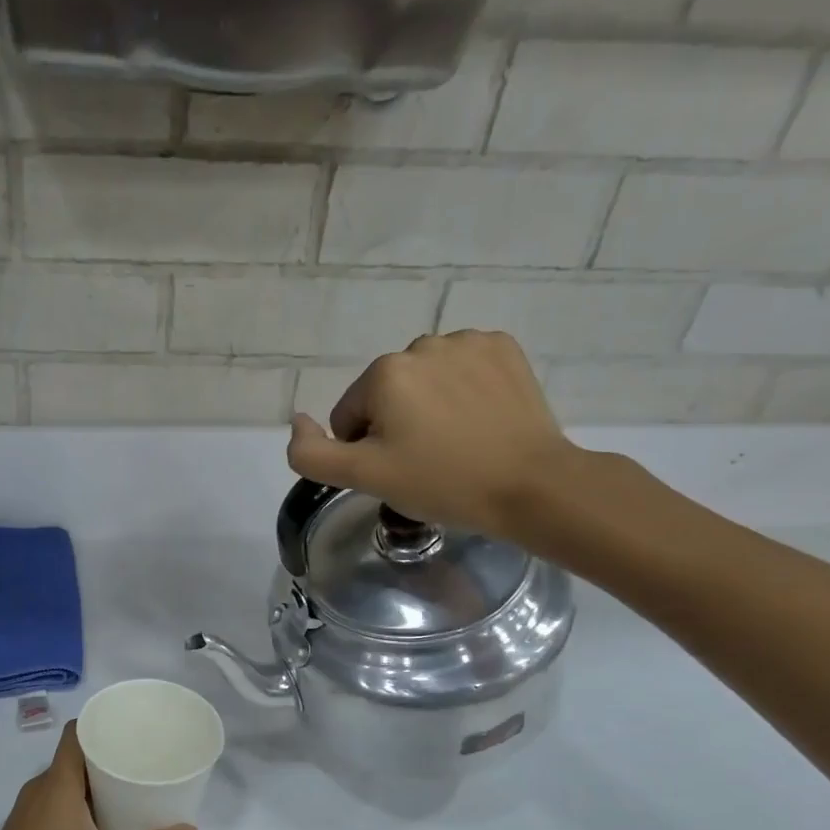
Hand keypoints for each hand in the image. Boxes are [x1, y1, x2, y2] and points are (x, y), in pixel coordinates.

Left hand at [0, 722, 197, 829]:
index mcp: (57, 783)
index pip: (76, 732)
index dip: (102, 722)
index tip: (132, 726)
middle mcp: (39, 787)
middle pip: (75, 755)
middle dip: (108, 753)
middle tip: (144, 759)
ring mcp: (28, 808)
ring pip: (65, 779)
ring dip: (94, 780)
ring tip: (130, 787)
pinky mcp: (24, 828)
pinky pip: (55, 798)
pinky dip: (79, 799)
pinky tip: (101, 819)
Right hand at [285, 331, 576, 540]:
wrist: (531, 486)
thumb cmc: (441, 482)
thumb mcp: (363, 477)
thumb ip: (311, 454)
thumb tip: (297, 422)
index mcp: (384, 373)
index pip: (350, 417)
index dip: (366, 451)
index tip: (399, 471)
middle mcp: (422, 345)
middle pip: (387, 396)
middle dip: (397, 426)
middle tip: (427, 462)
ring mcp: (469, 342)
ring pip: (425, 381)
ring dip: (429, 407)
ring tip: (457, 443)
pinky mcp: (504, 349)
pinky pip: (463, 369)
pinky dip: (464, 391)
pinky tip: (480, 420)